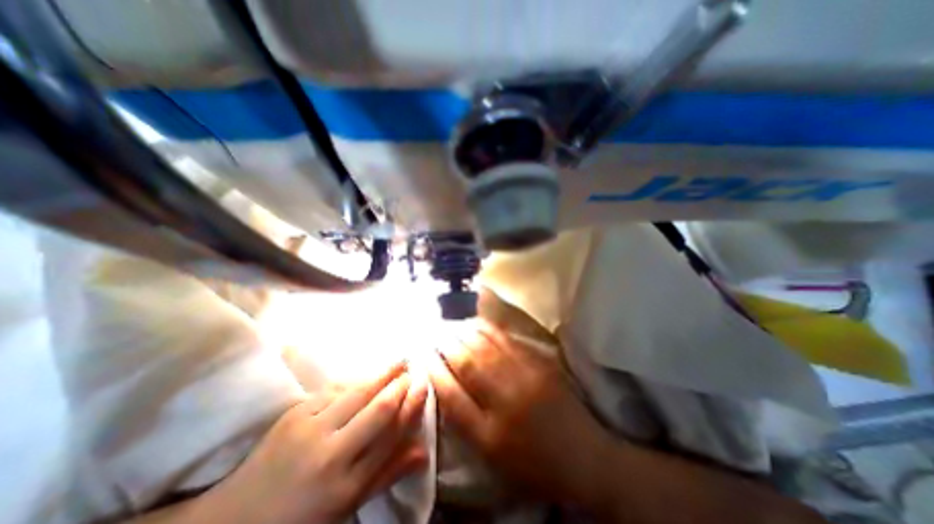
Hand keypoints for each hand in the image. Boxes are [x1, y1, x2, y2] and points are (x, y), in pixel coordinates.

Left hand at [205, 362, 428, 522]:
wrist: (235, 517)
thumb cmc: (302, 515)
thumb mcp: (349, 503)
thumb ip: (388, 473)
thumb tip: (424, 452)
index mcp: (347, 484)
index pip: (391, 434)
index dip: (411, 406)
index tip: (423, 386)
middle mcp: (331, 454)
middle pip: (378, 409)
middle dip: (399, 384)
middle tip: (411, 368)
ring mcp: (309, 430)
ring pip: (357, 393)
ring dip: (381, 375)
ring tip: (397, 362)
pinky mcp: (293, 414)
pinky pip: (333, 390)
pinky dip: (354, 381)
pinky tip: (363, 377)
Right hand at [431, 322, 613, 506]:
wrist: (584, 457)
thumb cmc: (532, 463)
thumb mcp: (493, 455)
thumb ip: (466, 423)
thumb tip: (444, 386)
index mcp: (489, 434)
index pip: (451, 395)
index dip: (434, 371)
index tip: (423, 356)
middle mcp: (505, 402)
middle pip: (468, 365)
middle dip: (447, 346)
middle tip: (434, 334)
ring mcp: (525, 378)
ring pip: (486, 348)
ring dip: (465, 334)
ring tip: (451, 325)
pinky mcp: (540, 365)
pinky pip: (509, 342)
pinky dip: (489, 330)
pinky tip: (478, 323)